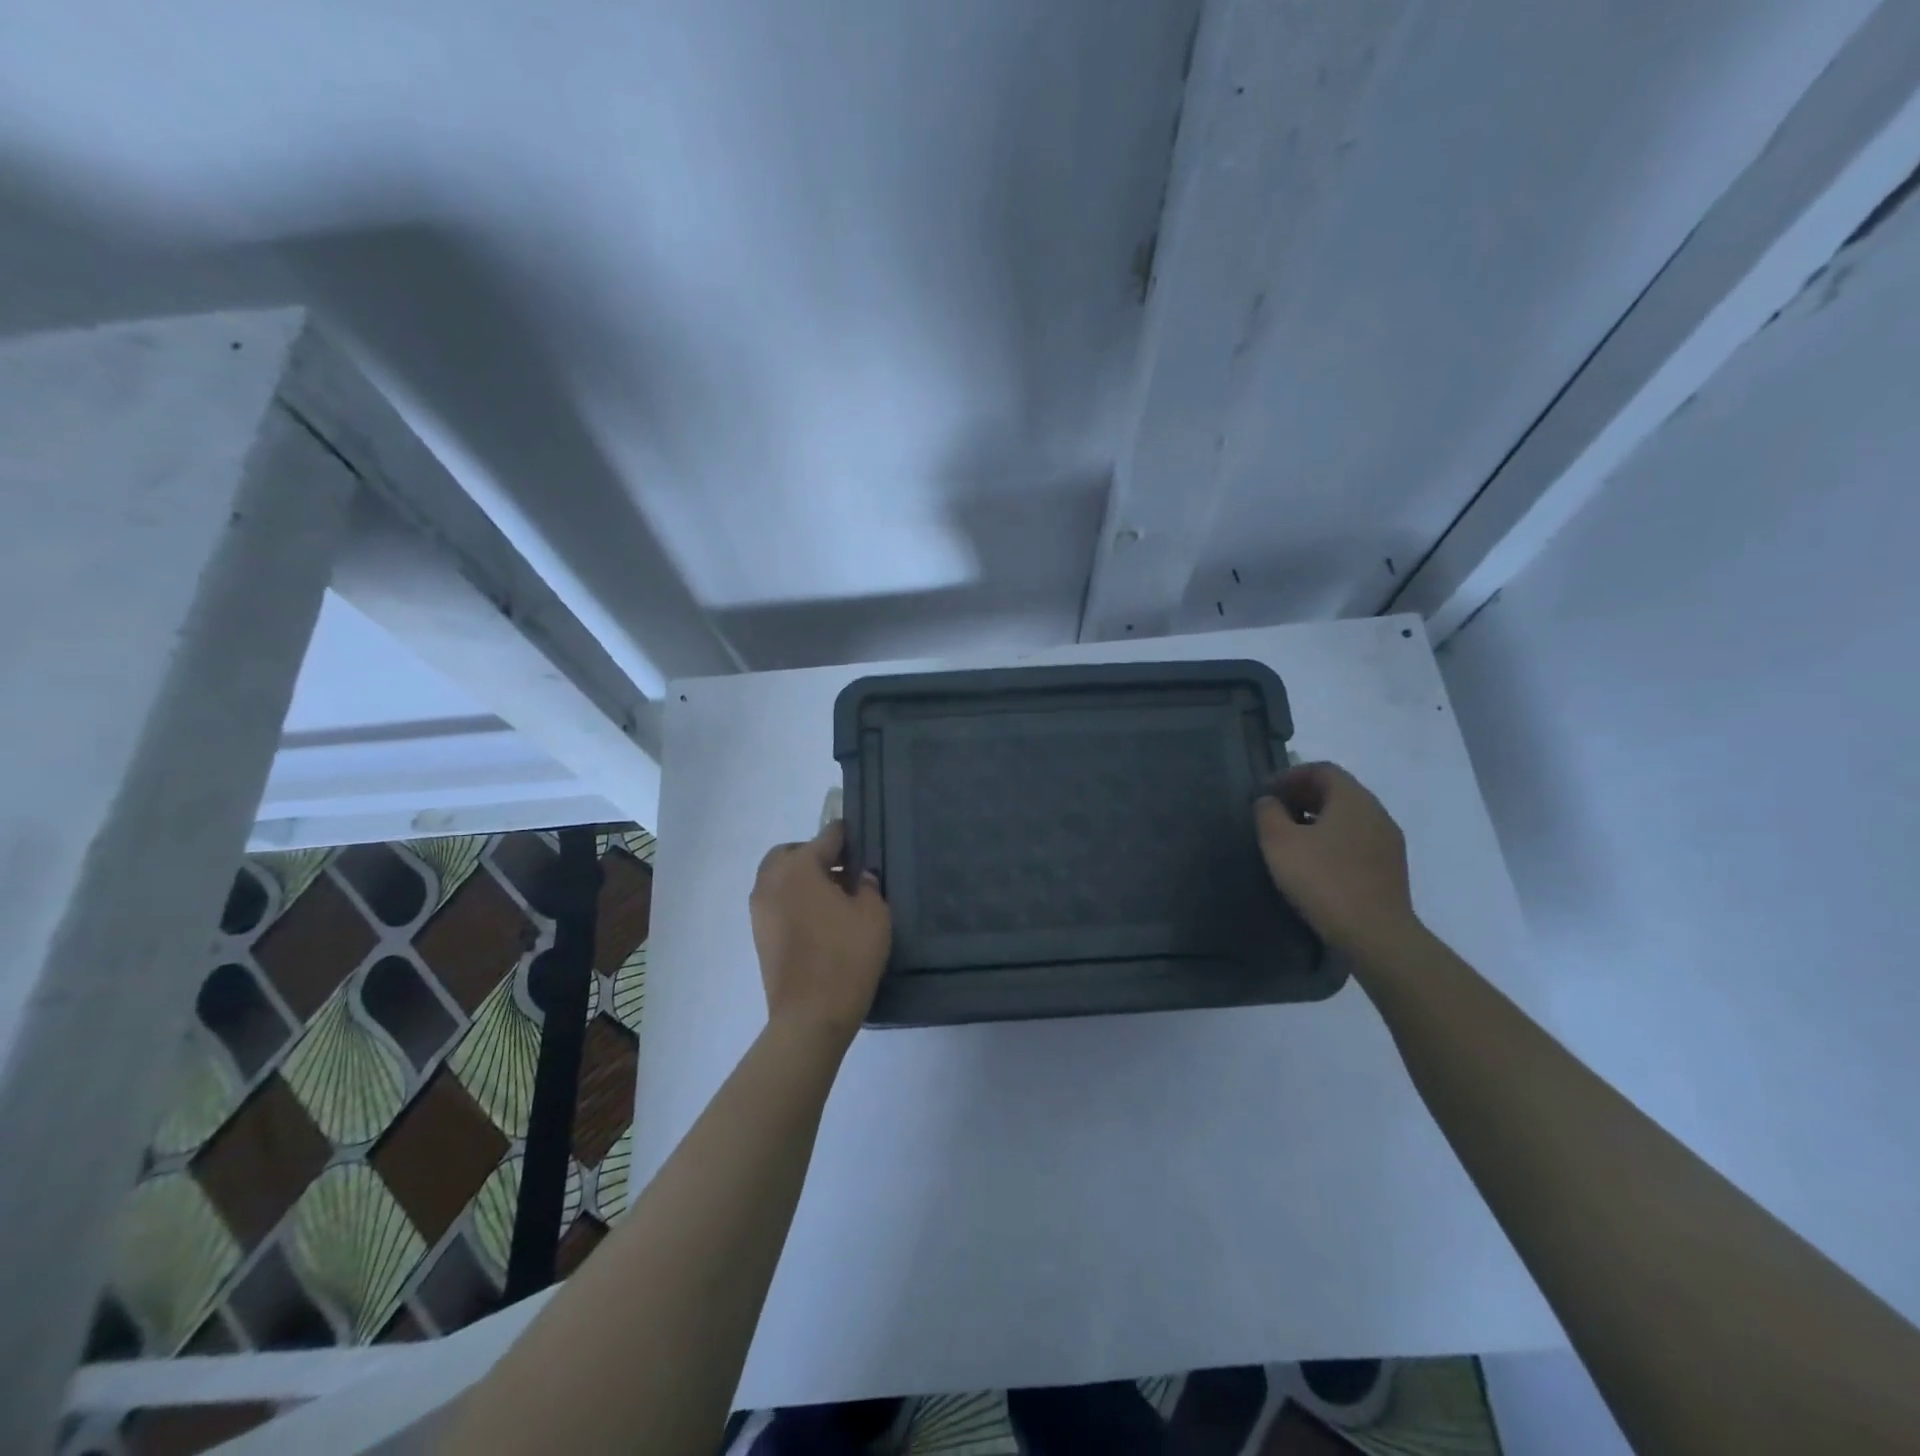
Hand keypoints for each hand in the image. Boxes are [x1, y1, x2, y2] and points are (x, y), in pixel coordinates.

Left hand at [749, 820, 890, 1042]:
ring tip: (833, 898)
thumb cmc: (846, 956)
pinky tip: (818, 919)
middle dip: (816, 854)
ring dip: (802, 877)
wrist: (811, 1015)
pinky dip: (793, 899)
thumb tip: (860, 876)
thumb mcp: (873, 914)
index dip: (848, 835)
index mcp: (799, 866)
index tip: (863, 840)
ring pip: (779, 877)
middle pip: (793, 853)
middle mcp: (772, 880)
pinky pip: (776, 901)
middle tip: (844, 871)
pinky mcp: (759, 934)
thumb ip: (868, 886)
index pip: (827, 836)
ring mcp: (760, 909)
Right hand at [1255, 762, 1420, 959]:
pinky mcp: (1390, 868)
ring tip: (1290, 839)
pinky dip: (1332, 840)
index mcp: (1353, 799)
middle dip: (1302, 796)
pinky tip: (1314, 863)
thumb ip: (1268, 813)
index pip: (1322, 770)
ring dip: (1317, 820)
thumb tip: (1269, 801)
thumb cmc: (1323, 880)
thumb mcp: (1280, 843)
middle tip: (1273, 814)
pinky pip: (1357, 840)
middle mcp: (1376, 813)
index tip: (1265, 794)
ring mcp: (1388, 842)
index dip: (1290, 775)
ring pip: (1348, 817)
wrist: (1376, 935)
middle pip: (1337, 791)